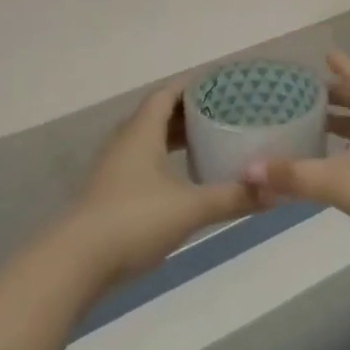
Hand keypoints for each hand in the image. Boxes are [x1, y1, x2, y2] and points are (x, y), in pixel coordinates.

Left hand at [60, 82, 259, 288]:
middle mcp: (125, 142)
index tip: (223, 85)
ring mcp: (113, 169)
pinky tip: (182, 179)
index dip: (193, 86)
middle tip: (224, 113)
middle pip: (157, 115)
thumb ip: (232, 197)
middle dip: (189, 112)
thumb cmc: (133, 221)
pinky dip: (164, 161)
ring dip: (175, 138)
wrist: (74, 263)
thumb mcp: (190, 208)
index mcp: (141, 132)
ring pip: (148, 140)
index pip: (167, 94)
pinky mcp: (109, 193)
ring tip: (208, 142)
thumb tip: (275, 192)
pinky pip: (141, 163)